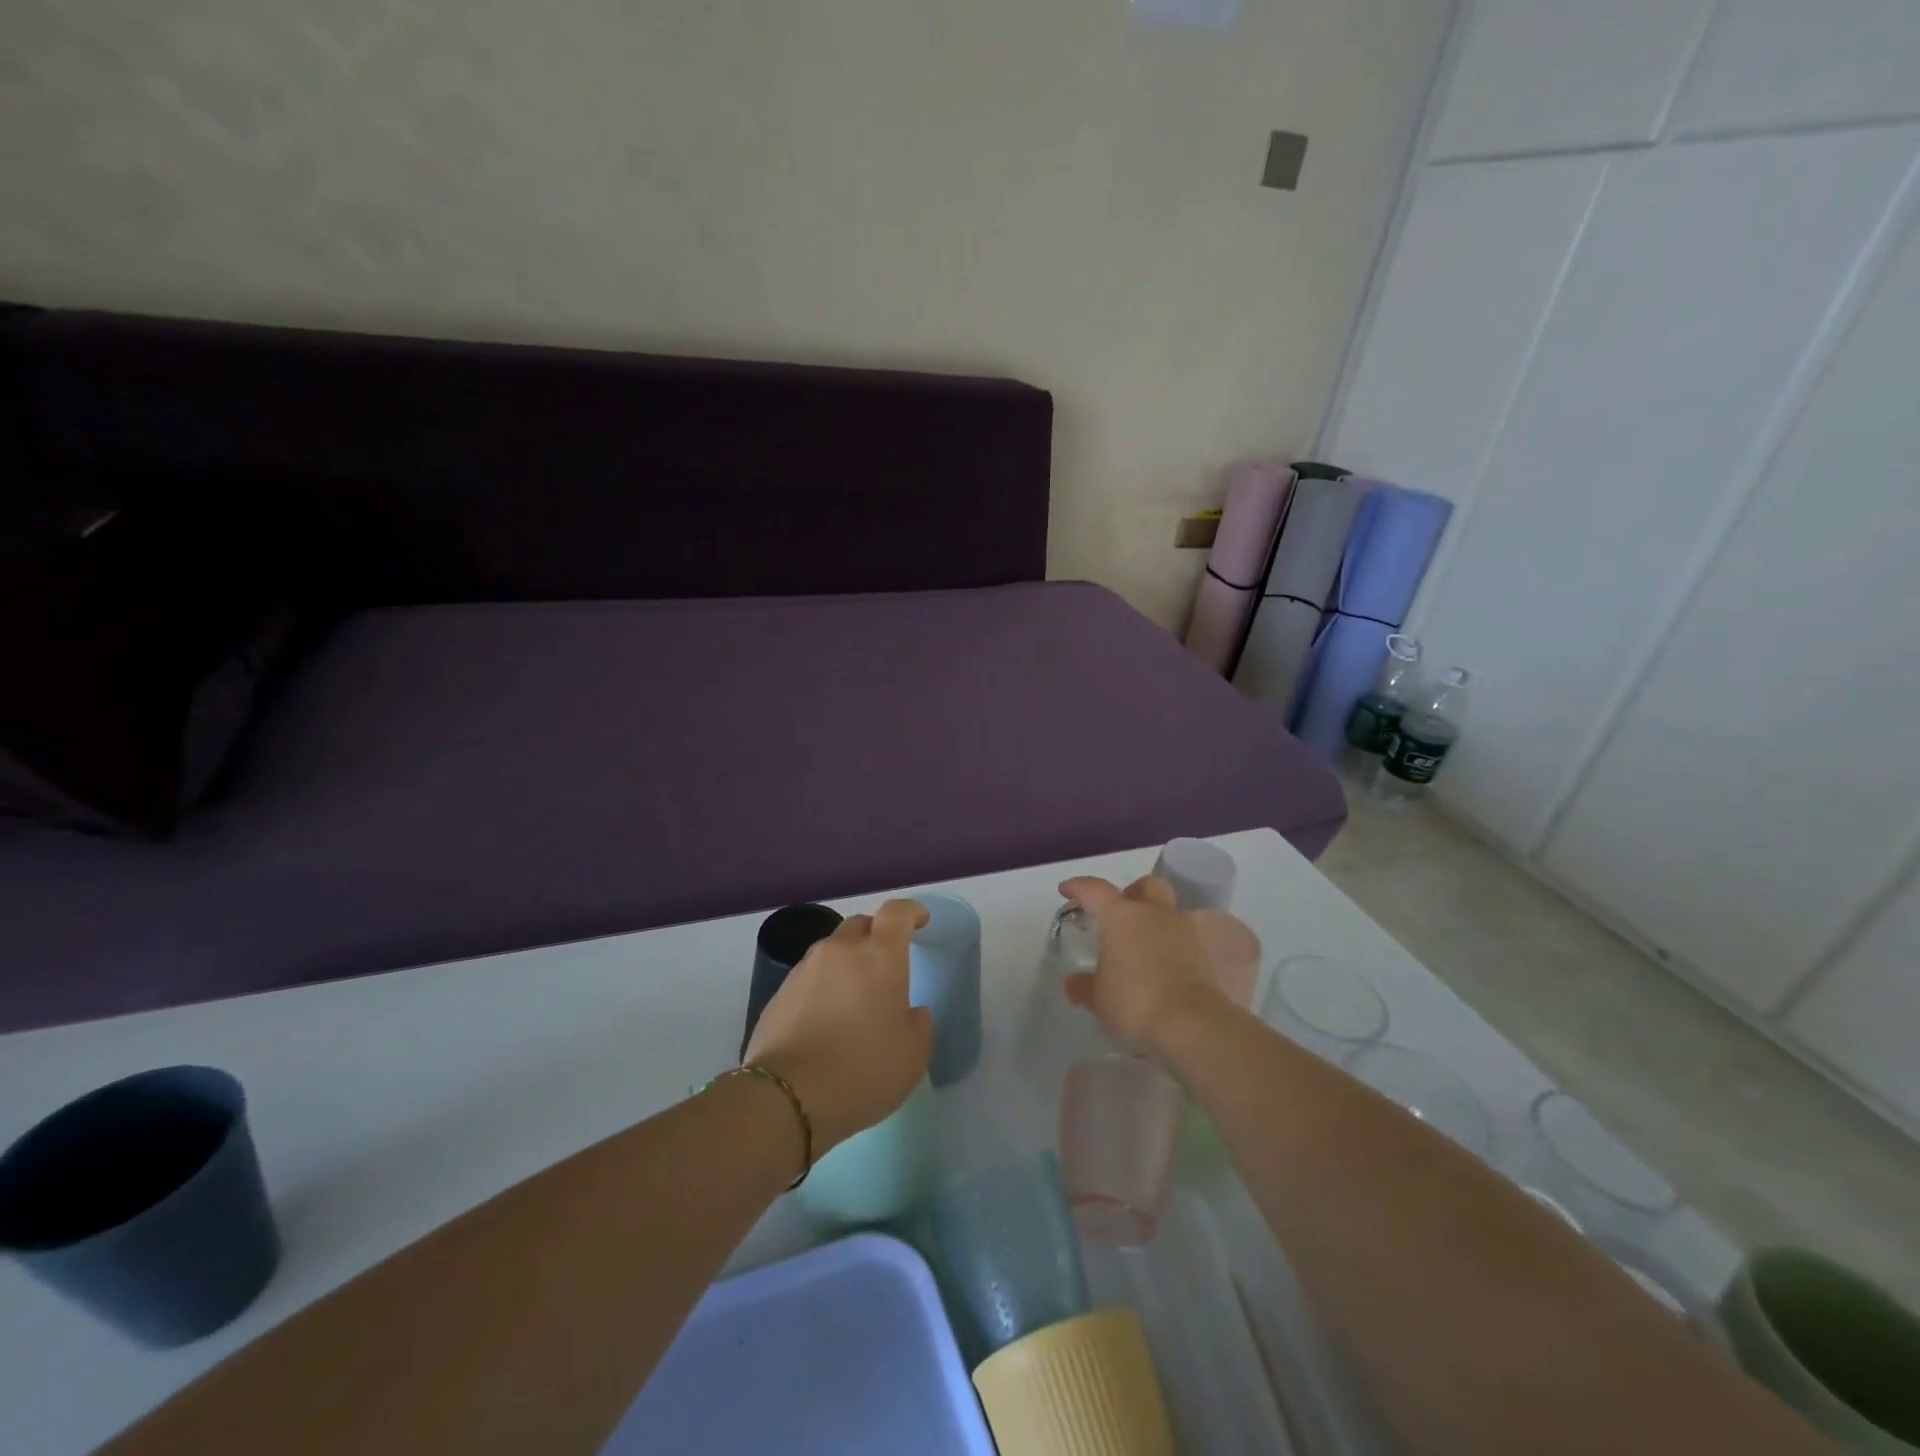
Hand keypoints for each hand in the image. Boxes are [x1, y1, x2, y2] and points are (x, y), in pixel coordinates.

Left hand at [743, 899, 933, 1153]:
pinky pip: (810, 977)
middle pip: (861, 925)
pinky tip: (826, 1020)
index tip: (921, 920)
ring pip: (833, 950)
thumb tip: (910, 1011)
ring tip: (854, 999)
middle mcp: (841, 950)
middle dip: (877, 936)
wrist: (786, 1098)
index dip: (912, 911)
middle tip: (886, 965)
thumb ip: (919, 1023)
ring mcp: (805, 969)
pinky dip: (824, 986)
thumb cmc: (863, 1071)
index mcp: (880, 956)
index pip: (897, 912)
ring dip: (847, 963)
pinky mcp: (779, 992)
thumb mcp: (913, 1055)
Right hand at [1057, 874, 1227, 1061]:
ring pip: (1169, 913)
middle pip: (1147, 886)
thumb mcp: (1099, 1000)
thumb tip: (1073, 982)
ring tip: (1141, 948)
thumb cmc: (1134, 1002)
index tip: (1067, 890)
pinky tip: (1161, 969)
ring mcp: (1184, 932)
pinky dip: (1171, 949)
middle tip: (1120, 913)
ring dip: (1155, 923)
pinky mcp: (1205, 955)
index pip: (1096, 890)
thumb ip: (1084, 986)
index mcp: (1121, 916)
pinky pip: (1183, 941)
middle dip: (1133, 893)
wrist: (1192, 1025)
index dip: (1079, 887)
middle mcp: (1155, 914)